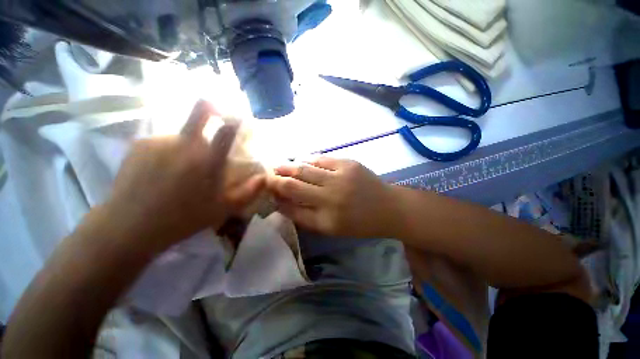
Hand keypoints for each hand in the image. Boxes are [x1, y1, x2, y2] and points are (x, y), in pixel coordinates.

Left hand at [103, 100, 264, 250]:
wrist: (130, 227)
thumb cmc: (184, 218)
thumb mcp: (225, 209)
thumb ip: (250, 191)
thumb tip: (264, 177)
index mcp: (209, 159)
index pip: (228, 127)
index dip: (237, 118)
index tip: (240, 118)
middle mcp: (185, 142)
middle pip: (201, 109)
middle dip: (212, 107)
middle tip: (216, 115)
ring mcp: (160, 140)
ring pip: (183, 132)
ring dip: (190, 142)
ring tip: (183, 166)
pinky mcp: (139, 144)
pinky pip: (163, 140)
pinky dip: (170, 149)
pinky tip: (163, 169)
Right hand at [267, 157, 395, 237]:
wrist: (388, 207)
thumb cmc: (359, 222)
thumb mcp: (331, 228)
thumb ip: (305, 217)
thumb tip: (281, 203)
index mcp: (326, 219)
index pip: (291, 206)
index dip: (276, 197)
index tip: (267, 190)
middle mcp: (330, 197)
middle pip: (294, 185)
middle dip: (276, 179)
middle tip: (267, 174)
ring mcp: (340, 177)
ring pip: (305, 169)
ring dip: (288, 167)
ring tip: (279, 165)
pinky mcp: (348, 164)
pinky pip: (321, 159)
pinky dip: (308, 160)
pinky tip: (301, 161)